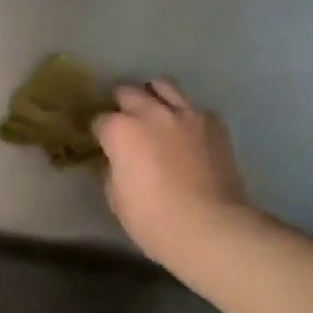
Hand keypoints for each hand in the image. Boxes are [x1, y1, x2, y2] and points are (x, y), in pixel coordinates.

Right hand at [94, 80, 250, 266]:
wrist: (210, 226)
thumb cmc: (154, 220)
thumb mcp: (117, 199)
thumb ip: (114, 170)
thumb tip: (120, 161)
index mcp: (120, 131)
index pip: (100, 120)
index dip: (100, 132)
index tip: (103, 143)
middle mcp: (151, 112)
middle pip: (128, 92)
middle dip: (122, 104)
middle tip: (125, 122)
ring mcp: (185, 113)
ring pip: (163, 85)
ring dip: (154, 96)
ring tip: (155, 111)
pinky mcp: (213, 122)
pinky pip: (194, 108)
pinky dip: (187, 116)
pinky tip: (188, 133)